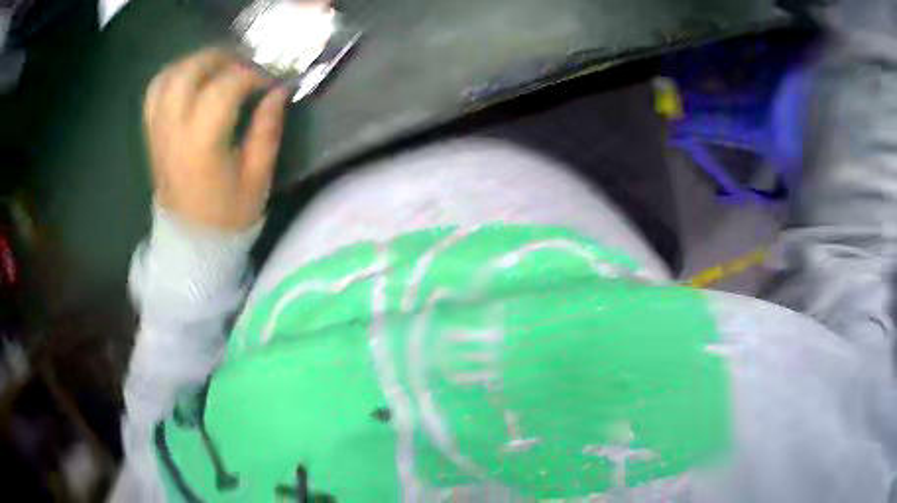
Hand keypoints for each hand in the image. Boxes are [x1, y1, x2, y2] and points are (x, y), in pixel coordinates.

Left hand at [143, 48, 289, 230]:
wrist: (190, 243)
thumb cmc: (228, 216)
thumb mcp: (258, 177)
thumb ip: (267, 129)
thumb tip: (278, 91)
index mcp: (202, 145)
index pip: (225, 87)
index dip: (252, 74)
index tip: (270, 81)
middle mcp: (174, 132)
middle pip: (189, 72)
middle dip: (221, 58)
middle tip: (243, 64)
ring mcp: (158, 132)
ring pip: (168, 77)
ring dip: (195, 62)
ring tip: (218, 67)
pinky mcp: (153, 135)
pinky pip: (155, 93)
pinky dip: (174, 76)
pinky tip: (192, 79)